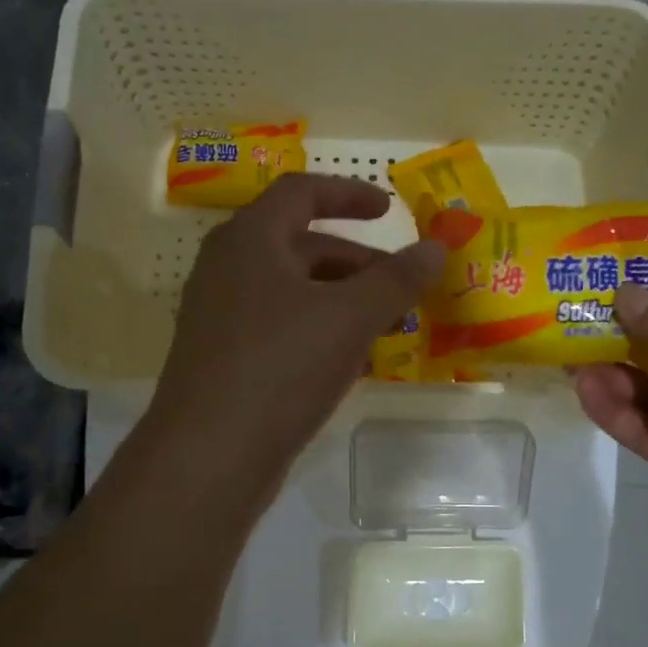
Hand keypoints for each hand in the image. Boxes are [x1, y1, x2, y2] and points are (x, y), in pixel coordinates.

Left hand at [146, 174, 443, 496]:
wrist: (212, 453)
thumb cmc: (281, 367)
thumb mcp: (350, 318)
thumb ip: (396, 279)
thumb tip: (436, 247)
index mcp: (250, 240)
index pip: (301, 193)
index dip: (349, 194)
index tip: (390, 209)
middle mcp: (228, 270)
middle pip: (301, 247)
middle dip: (357, 263)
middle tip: (401, 288)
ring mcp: (222, 318)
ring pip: (294, 294)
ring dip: (343, 303)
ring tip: (386, 329)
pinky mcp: (226, 361)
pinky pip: (282, 331)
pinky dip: (320, 334)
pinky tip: (353, 365)